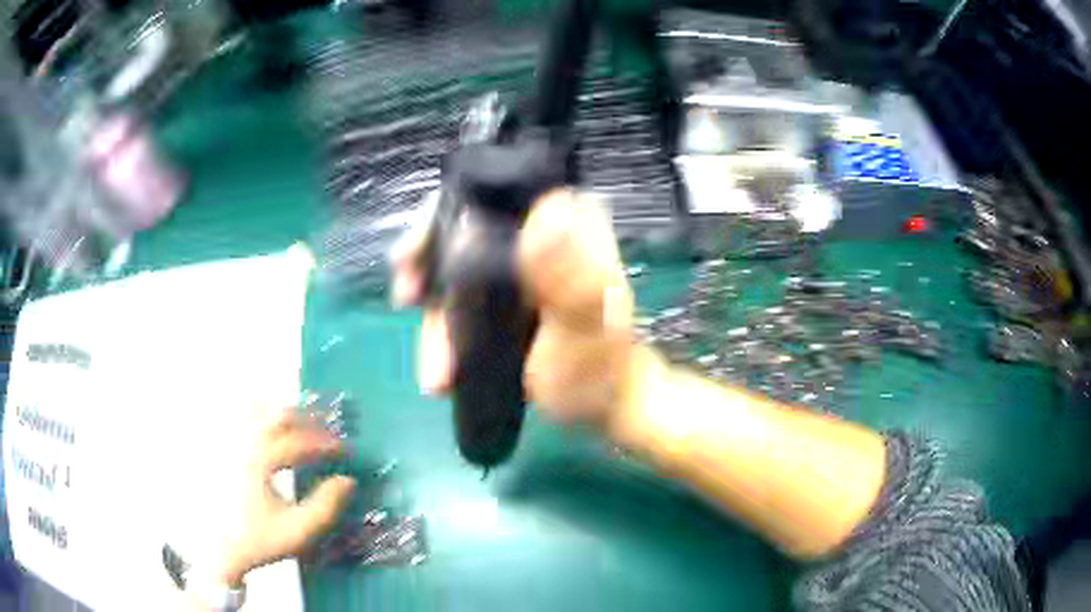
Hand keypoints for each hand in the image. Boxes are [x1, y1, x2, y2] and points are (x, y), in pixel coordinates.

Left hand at [216, 409, 355, 586]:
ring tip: (299, 426)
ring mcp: (226, 439)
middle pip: (278, 415)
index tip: (345, 450)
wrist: (217, 548)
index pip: (299, 442)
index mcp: (259, 459)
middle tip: (326, 432)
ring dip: (281, 415)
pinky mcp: (217, 444)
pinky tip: (266, 427)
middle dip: (307, 421)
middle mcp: (241, 441)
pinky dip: (257, 415)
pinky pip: (237, 416)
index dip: (326, 444)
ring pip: (256, 408)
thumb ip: (326, 507)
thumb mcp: (297, 531)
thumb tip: (347, 481)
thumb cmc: (257, 538)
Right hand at [391, 188, 639, 428]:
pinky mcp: (506, 296)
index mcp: (566, 224)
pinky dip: (443, 330)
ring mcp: (519, 266)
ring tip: (436, 372)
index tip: (414, 258)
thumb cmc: (599, 368)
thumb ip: (569, 277)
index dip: (443, 216)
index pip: (494, 193)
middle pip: (461, 228)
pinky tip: (440, 368)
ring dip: (433, 317)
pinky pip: (461, 300)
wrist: (602, 407)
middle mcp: (539, 234)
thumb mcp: (584, 326)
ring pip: (454, 270)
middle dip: (425, 266)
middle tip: (406, 300)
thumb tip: (545, 209)